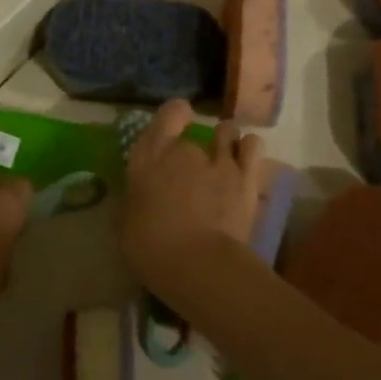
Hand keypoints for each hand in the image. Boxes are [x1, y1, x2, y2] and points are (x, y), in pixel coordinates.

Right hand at [121, 99, 265, 291]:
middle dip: (194, 147)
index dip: (173, 118)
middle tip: (192, 171)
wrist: (198, 264)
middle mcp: (184, 150)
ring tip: (223, 161)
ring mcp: (219, 160)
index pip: (168, 114)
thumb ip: (138, 198)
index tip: (173, 129)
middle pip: (194, 132)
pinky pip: (253, 145)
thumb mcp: (128, 222)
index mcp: (149, 158)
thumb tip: (143, 195)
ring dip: (225, 142)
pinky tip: (244, 164)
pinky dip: (248, 150)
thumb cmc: (151, 248)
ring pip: (228, 131)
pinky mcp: (246, 176)